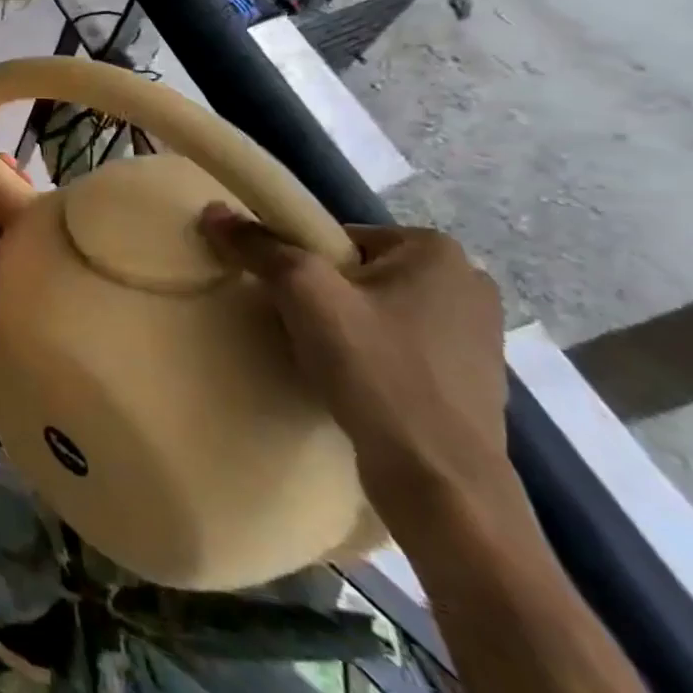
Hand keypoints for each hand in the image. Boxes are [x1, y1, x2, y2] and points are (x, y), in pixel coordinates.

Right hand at [198, 205, 513, 536]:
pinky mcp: (473, 382)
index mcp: (437, 251)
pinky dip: (374, 360)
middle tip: (300, 331)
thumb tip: (214, 211)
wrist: (441, 482)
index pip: (339, 238)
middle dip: (325, 298)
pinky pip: (402, 351)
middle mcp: (467, 284)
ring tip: (324, 362)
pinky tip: (356, 386)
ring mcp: (477, 337)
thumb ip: (259, 247)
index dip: (302, 266)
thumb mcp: (305, 295)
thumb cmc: (377, 371)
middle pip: (358, 274)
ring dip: (347, 330)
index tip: (288, 302)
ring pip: (379, 313)